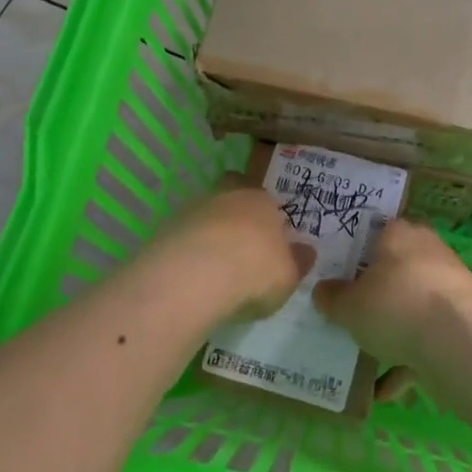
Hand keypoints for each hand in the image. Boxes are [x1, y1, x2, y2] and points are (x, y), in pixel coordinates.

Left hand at [154, 186, 314, 319]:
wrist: (195, 276)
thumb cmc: (255, 270)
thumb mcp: (289, 275)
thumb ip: (298, 261)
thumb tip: (307, 251)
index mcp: (261, 200)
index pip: (265, 198)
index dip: (266, 216)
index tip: (268, 239)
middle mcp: (226, 196)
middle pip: (230, 195)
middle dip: (234, 214)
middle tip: (240, 245)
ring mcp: (191, 210)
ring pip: (204, 215)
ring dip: (208, 234)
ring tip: (214, 269)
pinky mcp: (164, 230)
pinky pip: (182, 237)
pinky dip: (187, 252)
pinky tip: (192, 276)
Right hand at [312, 220, 471, 368]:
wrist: (458, 341)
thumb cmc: (395, 304)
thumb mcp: (349, 304)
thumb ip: (332, 297)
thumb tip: (322, 291)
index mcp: (400, 234)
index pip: (376, 230)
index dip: (356, 249)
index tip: (337, 270)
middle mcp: (427, 253)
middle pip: (394, 270)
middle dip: (374, 293)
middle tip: (346, 312)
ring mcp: (447, 289)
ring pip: (410, 307)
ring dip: (391, 331)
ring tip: (361, 356)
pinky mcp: (459, 323)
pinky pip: (425, 341)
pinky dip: (406, 363)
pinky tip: (382, 391)